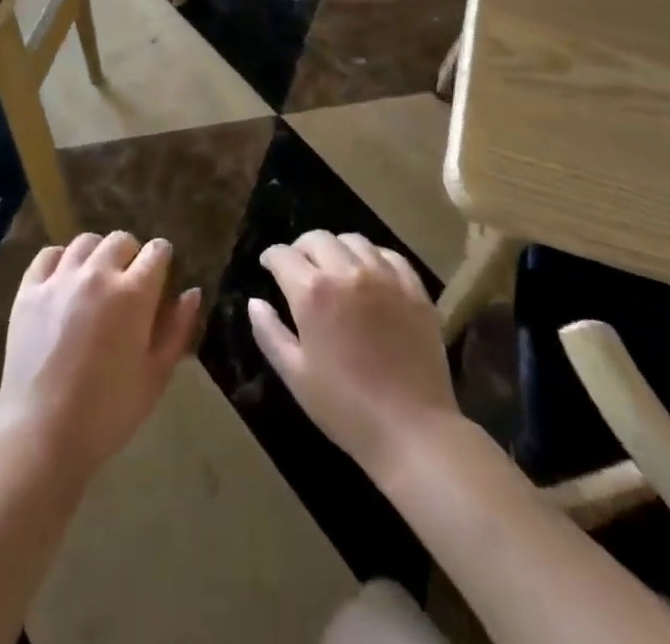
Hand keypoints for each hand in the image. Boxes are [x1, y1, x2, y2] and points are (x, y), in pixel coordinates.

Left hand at [0, 232, 200, 485]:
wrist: (42, 435)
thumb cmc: (108, 412)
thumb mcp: (156, 376)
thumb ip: (177, 329)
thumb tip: (191, 293)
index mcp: (134, 293)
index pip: (157, 250)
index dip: (162, 260)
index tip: (160, 278)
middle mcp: (98, 274)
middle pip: (121, 240)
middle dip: (131, 255)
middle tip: (128, 285)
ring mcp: (60, 279)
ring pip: (85, 242)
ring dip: (97, 255)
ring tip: (96, 280)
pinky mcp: (29, 290)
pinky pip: (49, 254)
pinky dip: (61, 260)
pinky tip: (64, 281)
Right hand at [248, 231, 459, 477]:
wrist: (412, 431)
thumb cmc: (345, 407)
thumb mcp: (295, 375)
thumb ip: (269, 333)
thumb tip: (255, 302)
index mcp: (312, 292)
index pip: (283, 255)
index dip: (271, 258)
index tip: (269, 266)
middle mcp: (347, 271)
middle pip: (317, 238)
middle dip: (301, 249)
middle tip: (299, 269)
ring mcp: (384, 276)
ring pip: (353, 240)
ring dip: (336, 249)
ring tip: (335, 269)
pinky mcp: (414, 288)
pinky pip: (389, 255)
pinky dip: (372, 257)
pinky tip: (370, 275)